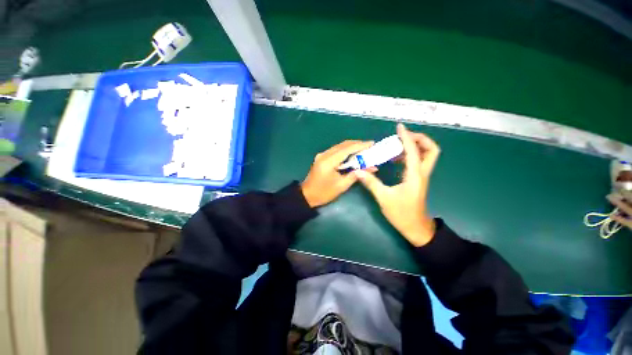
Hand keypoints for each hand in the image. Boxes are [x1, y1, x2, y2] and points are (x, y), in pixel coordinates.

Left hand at [301, 140, 374, 207]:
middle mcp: (324, 155)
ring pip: (339, 146)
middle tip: (370, 146)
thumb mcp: (342, 185)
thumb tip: (372, 168)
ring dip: (351, 146)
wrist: (307, 195)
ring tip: (364, 149)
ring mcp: (322, 155)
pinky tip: (352, 153)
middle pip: (343, 145)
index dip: (360, 145)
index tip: (372, 143)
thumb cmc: (324, 193)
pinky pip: (335, 150)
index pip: (347, 149)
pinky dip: (345, 150)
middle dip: (357, 144)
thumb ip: (356, 174)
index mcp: (329, 161)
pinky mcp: (321, 157)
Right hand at [354, 123, 439, 245]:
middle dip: (420, 139)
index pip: (413, 151)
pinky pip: (418, 162)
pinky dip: (410, 155)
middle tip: (403, 137)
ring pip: (427, 155)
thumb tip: (358, 171)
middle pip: (431, 150)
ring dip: (415, 146)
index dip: (406, 137)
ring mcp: (421, 177)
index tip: (399, 127)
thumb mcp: (384, 198)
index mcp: (414, 176)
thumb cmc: (401, 214)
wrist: (416, 229)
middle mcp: (422, 173)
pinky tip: (396, 159)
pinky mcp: (418, 180)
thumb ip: (371, 183)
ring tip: (397, 146)